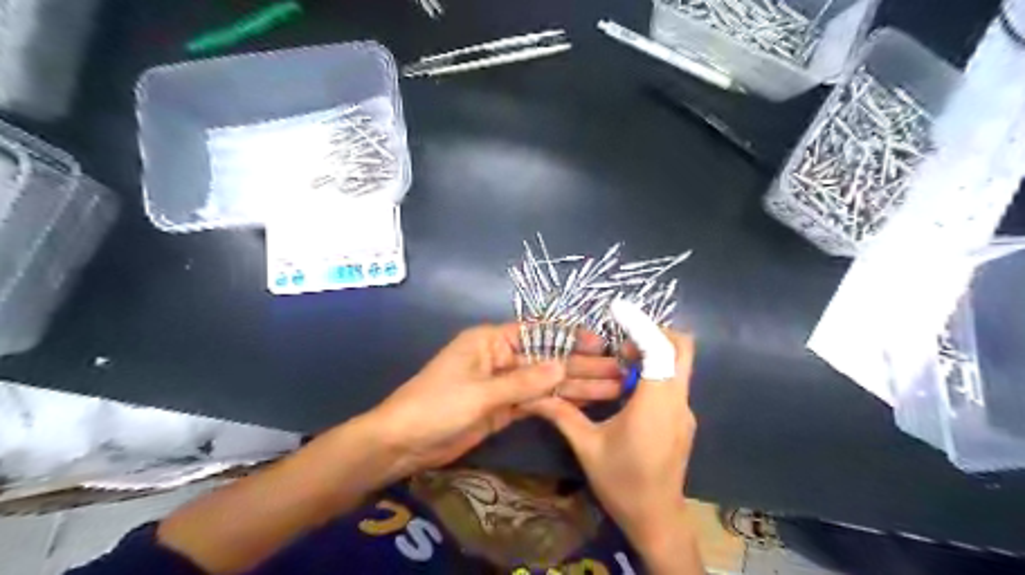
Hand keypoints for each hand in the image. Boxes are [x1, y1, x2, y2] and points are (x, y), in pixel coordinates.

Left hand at [368, 323, 624, 475]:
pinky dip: (559, 403)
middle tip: (618, 371)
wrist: (403, 443)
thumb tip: (564, 366)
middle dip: (581, 365)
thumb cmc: (436, 406)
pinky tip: (585, 403)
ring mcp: (504, 384)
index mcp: (491, 341)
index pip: (538, 332)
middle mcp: (501, 357)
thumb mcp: (481, 392)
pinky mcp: (504, 408)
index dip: (569, 337)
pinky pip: (536, 401)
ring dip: (576, 385)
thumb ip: (524, 381)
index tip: (599, 343)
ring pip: (546, 382)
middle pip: (548, 358)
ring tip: (613, 389)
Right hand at [528, 333, 695, 552]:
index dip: (641, 324)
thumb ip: (562, 415)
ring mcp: (685, 410)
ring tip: (619, 363)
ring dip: (653, 352)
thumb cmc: (622, 483)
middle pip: (682, 348)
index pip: (660, 350)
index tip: (617, 309)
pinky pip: (674, 382)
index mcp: (655, 404)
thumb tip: (533, 396)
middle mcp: (677, 401)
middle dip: (653, 333)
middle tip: (620, 343)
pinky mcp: (683, 419)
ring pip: (679, 364)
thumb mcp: (587, 447)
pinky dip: (655, 371)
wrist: (657, 520)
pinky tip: (628, 389)